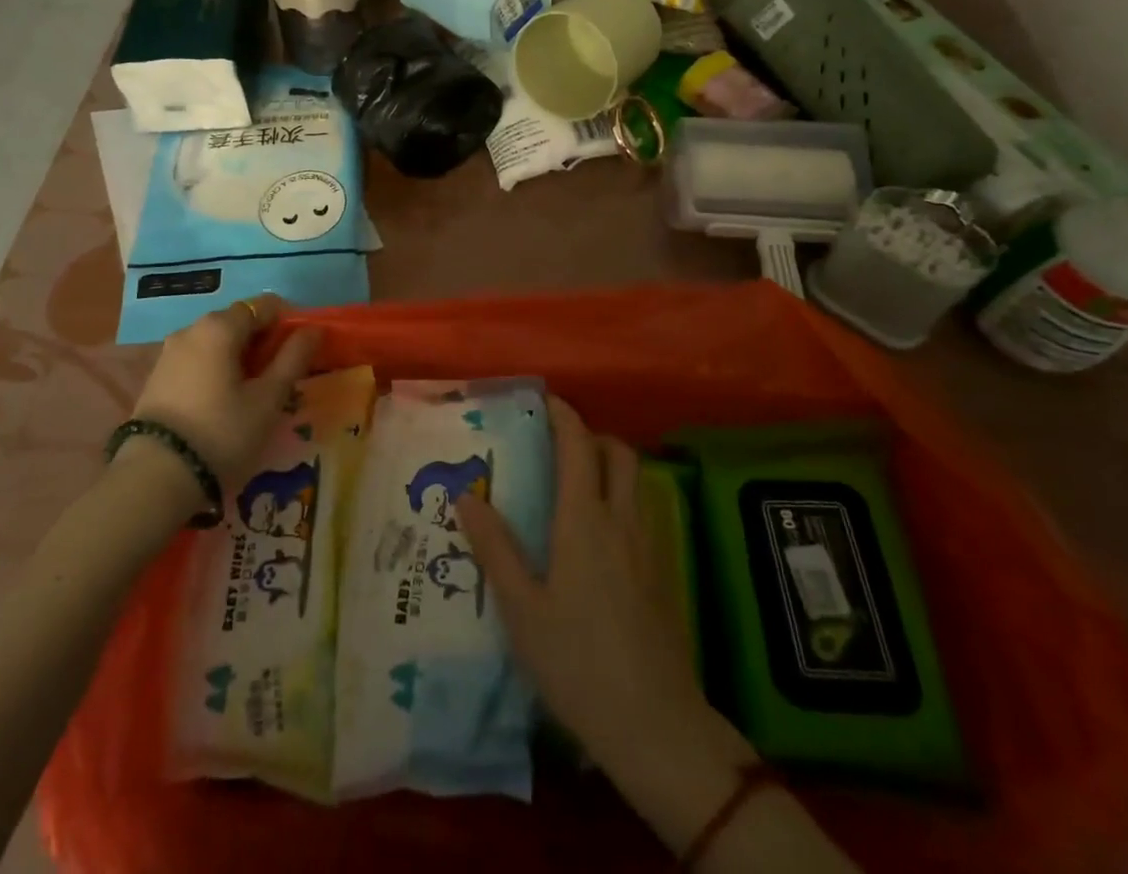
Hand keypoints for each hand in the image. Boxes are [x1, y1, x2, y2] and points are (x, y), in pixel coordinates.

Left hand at [130, 295, 321, 496]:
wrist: (155, 476)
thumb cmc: (222, 432)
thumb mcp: (269, 399)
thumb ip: (293, 358)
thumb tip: (313, 329)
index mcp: (221, 326)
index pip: (264, 306)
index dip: (287, 323)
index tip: (299, 353)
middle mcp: (192, 328)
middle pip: (238, 321)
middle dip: (262, 341)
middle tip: (278, 377)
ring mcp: (169, 352)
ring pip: (216, 342)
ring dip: (238, 357)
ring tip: (251, 394)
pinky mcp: (156, 376)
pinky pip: (197, 360)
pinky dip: (215, 369)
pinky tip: (221, 401)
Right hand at [457, 397, 742, 786]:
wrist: (656, 726)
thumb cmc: (578, 663)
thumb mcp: (522, 609)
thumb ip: (495, 547)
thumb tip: (467, 495)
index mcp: (585, 520)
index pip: (578, 445)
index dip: (563, 415)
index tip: (542, 400)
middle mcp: (621, 520)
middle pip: (618, 453)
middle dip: (591, 435)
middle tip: (558, 445)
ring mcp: (648, 547)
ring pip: (635, 482)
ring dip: (609, 466)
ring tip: (574, 484)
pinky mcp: (661, 574)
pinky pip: (641, 512)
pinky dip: (620, 498)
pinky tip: (598, 535)